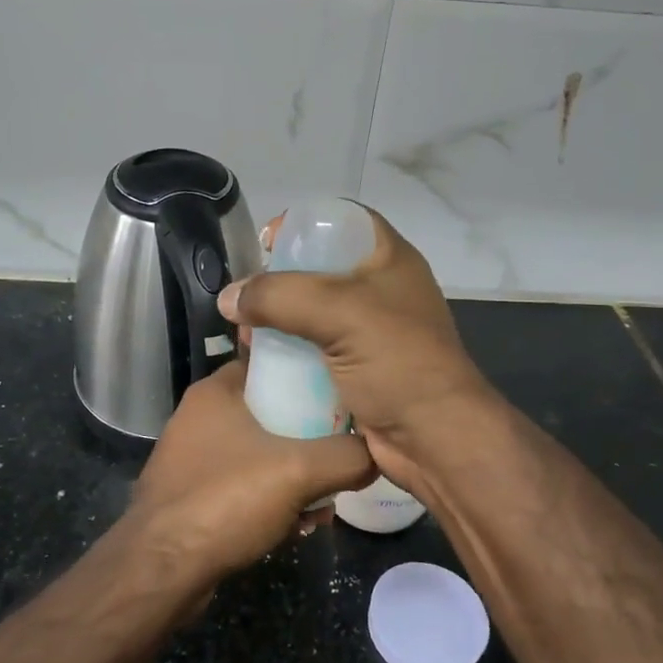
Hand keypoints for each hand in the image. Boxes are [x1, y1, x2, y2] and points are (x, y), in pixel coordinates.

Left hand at [127, 360, 375, 580]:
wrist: (162, 569)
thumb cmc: (226, 499)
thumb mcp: (299, 471)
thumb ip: (347, 456)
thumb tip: (378, 453)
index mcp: (216, 392)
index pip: (269, 363)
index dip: (307, 376)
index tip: (341, 396)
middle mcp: (199, 418)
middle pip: (269, 413)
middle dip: (307, 440)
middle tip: (338, 460)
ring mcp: (191, 459)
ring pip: (258, 455)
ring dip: (292, 477)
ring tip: (323, 506)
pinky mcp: (190, 497)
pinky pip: (241, 488)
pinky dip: (269, 501)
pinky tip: (295, 527)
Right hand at [217, 205, 494, 498]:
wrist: (435, 440)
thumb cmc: (396, 363)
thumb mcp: (338, 313)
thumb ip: (278, 296)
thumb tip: (228, 298)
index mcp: (388, 260)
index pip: (341, 222)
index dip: (304, 224)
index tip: (266, 244)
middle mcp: (379, 291)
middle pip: (318, 270)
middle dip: (278, 282)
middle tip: (247, 300)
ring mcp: (368, 333)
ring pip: (310, 314)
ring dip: (277, 323)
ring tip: (246, 336)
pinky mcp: (356, 369)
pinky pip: (312, 351)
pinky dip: (287, 354)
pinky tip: (261, 362)